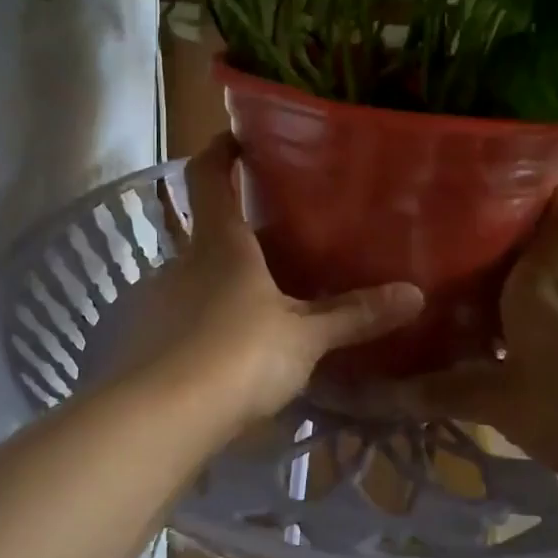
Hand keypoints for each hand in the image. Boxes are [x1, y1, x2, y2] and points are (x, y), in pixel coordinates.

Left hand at [113, 136, 423, 430]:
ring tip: (259, 306)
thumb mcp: (304, 338)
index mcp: (220, 245)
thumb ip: (354, 315)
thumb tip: (415, 294)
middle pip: (206, 234)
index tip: (237, 137)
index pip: (209, 176)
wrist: (160, 419)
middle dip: (237, 235)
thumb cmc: (239, 356)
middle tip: (277, 246)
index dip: (221, 150)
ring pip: (193, 281)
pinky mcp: (142, 343)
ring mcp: (155, 303)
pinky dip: (202, 327)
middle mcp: (180, 263)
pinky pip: (179, 322)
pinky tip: (225, 355)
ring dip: (220, 286)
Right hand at [378, 177, 557, 495]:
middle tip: (446, 228)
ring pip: (536, 292)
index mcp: (541, 283)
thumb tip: (383, 389)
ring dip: (502, 289)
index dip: (553, 179)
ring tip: (452, 288)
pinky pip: (542, 327)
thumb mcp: (501, 401)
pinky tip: (489, 348)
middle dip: (498, 236)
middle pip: (535, 251)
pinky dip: (515, 327)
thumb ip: (444, 392)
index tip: (530, 154)